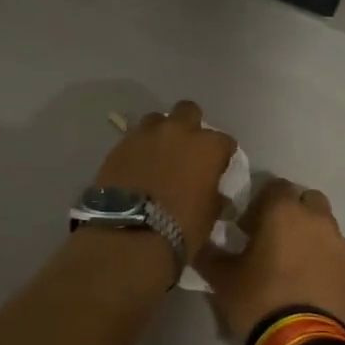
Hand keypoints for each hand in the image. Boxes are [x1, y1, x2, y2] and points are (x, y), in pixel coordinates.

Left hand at [93, 100, 237, 253]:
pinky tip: (137, 164)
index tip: (218, 166)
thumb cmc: (180, 227)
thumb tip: (212, 191)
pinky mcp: (120, 144)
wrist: (129, 233)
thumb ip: (213, 194)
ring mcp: (146, 134)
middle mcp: (178, 131)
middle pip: (188, 111)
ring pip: (157, 119)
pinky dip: (139, 148)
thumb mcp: (209, 214)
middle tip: (186, 148)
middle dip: (190, 126)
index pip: (224, 140)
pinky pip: (134, 137)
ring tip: (158, 154)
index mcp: (207, 147)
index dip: (221, 153)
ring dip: (161, 132)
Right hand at [196, 178, 344, 343]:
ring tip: (293, 268)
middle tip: (272, 240)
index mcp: (284, 212)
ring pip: (326, 229)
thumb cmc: (259, 302)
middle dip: (292, 214)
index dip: (259, 203)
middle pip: (307, 201)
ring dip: (311, 238)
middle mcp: (318, 221)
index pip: (274, 186)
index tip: (247, 227)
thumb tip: (201, 240)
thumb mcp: (222, 279)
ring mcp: (343, 247)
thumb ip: (210, 253)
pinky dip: (326, 264)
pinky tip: (311, 288)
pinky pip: (338, 258)